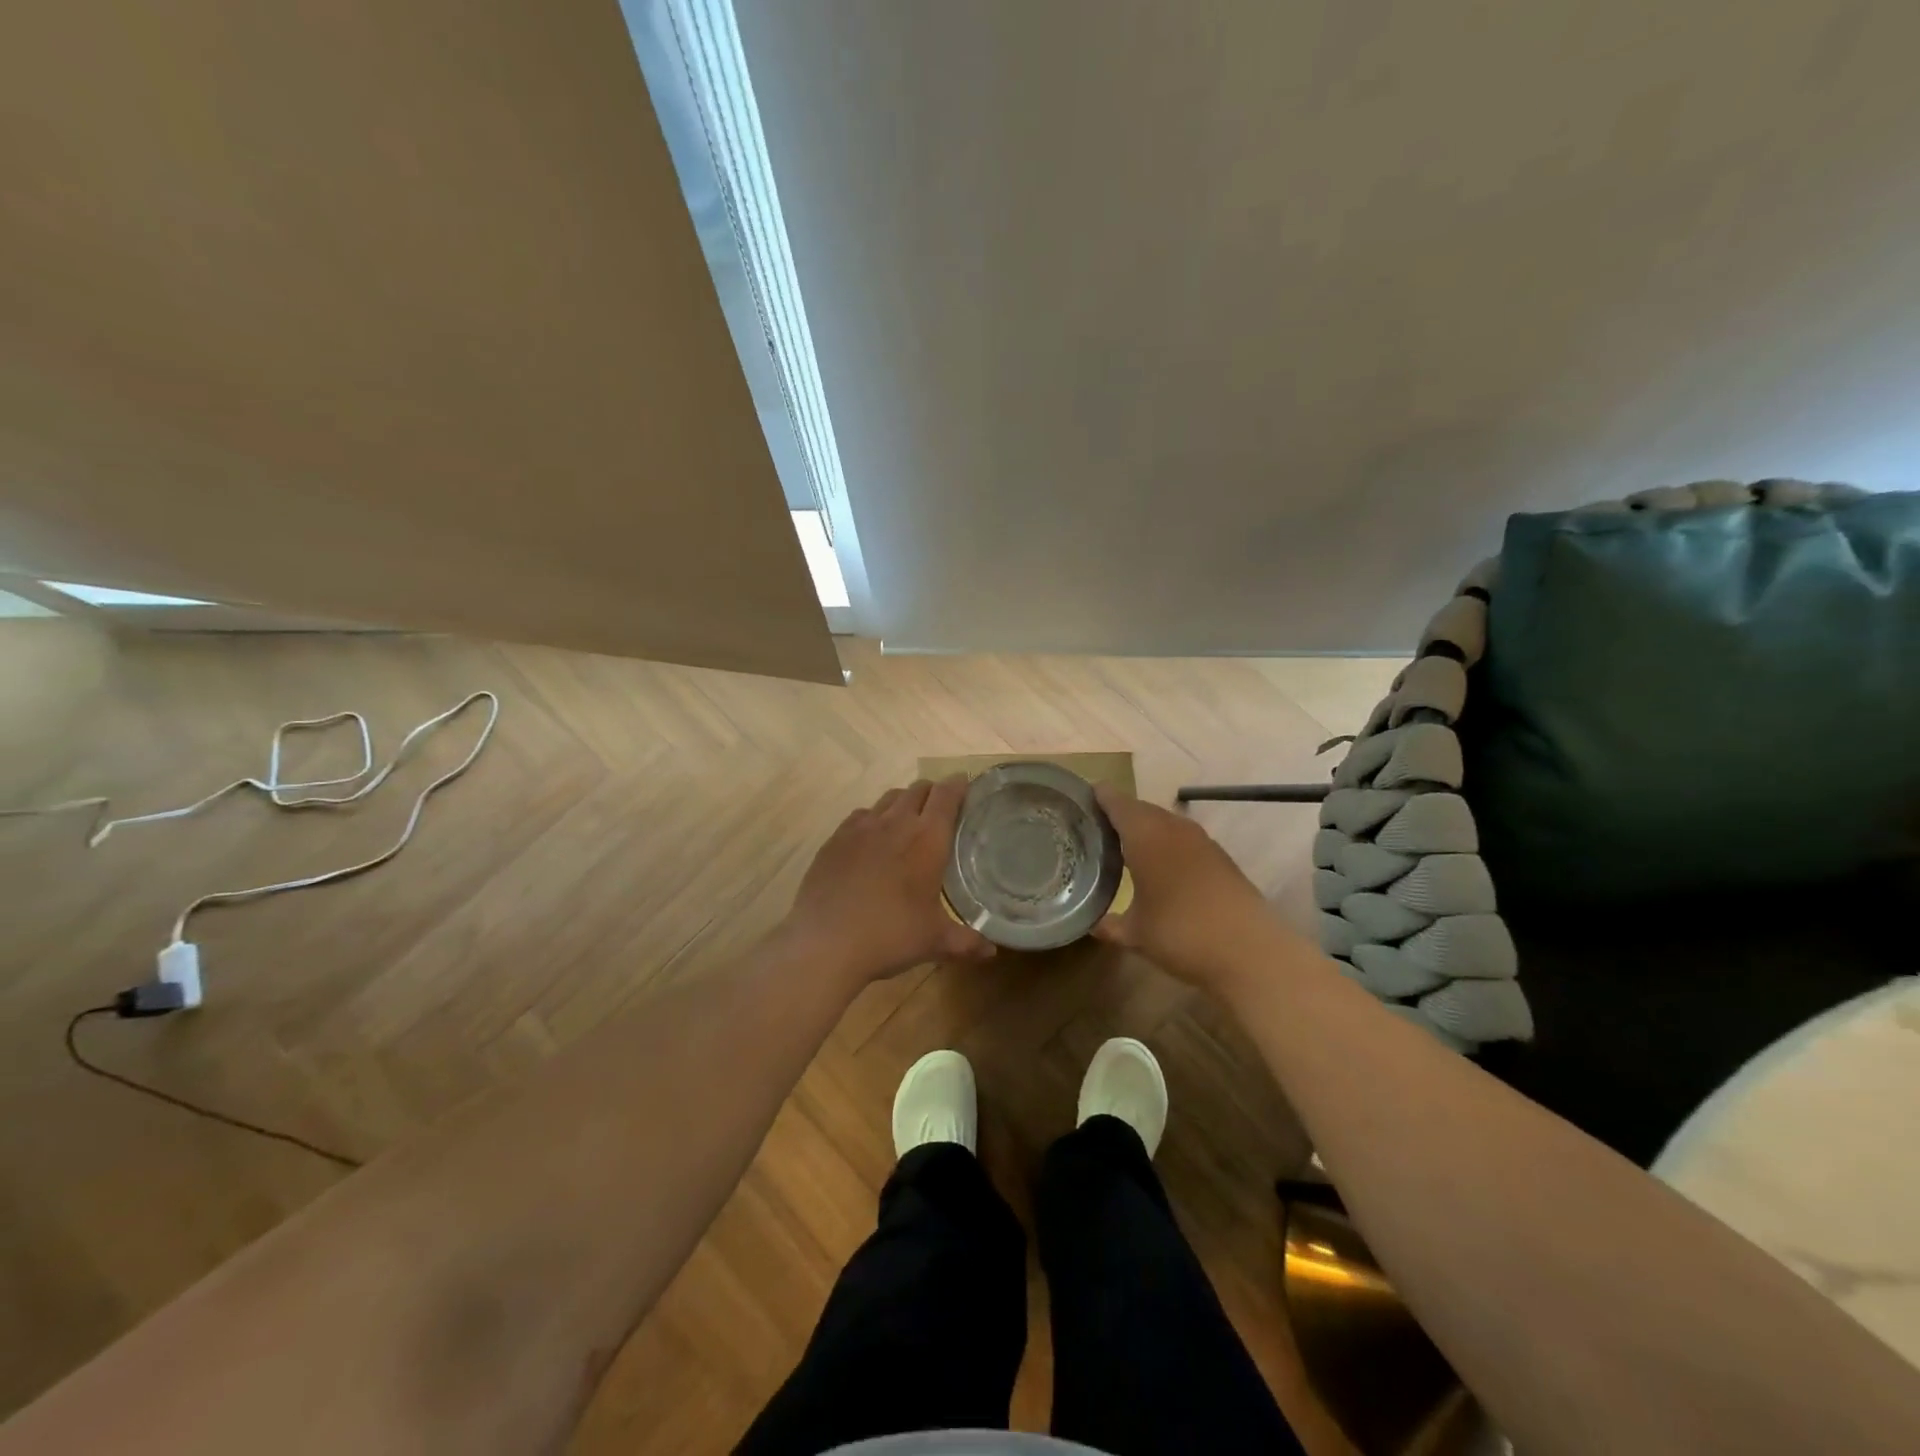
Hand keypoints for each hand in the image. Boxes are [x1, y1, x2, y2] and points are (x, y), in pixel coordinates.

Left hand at [783, 777, 995, 987]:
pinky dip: (873, 818)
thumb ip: (966, 942)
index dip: (958, 785)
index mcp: (927, 838)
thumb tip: (991, 952)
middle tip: (940, 808)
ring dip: (903, 802)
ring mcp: (861, 827)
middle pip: (918, 789)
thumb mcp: (934, 941)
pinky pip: (861, 815)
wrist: (825, 942)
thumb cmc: (890, 936)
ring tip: (907, 821)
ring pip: (889, 798)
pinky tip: (872, 839)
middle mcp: (896, 823)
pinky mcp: (835, 838)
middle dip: (932, 792)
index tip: (965, 784)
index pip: (947, 795)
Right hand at [1092, 786, 1288, 992]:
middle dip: (1118, 815)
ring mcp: (1201, 841)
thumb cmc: (1181, 933)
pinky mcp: (1220, 858)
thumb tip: (1093, 925)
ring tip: (1123, 847)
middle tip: (1095, 828)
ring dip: (1145, 830)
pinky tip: (1159, 868)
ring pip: (1164, 823)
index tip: (1079, 800)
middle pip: (1140, 809)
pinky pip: (1183, 840)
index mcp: (1145, 834)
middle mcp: (1172, 827)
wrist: (1251, 951)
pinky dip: (1166, 846)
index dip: (1097, 797)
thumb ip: (1110, 925)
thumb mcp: (1136, 934)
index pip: (1115, 801)